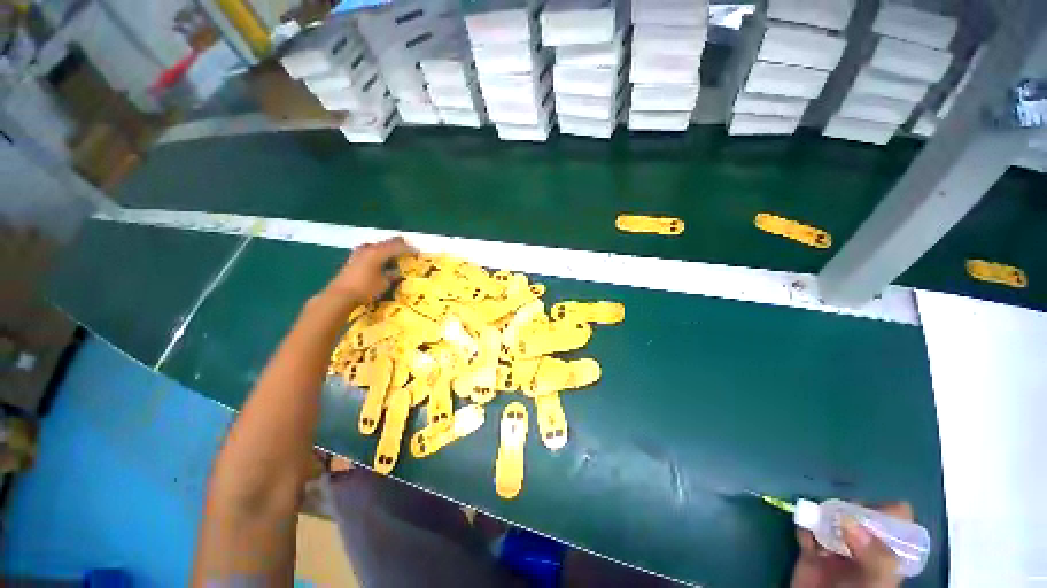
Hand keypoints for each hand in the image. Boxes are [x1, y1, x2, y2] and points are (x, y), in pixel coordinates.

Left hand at [324, 237, 414, 302]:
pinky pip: (370, 251)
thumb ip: (393, 275)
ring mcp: (359, 252)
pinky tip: (381, 261)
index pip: (397, 246)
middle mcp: (369, 249)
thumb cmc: (366, 289)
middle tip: (408, 251)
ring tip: (396, 256)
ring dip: (387, 249)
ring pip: (378, 246)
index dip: (408, 249)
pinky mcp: (353, 259)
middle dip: (398, 246)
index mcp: (378, 252)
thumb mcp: (384, 283)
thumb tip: (398, 272)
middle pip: (387, 242)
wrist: (340, 295)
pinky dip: (379, 253)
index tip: (417, 252)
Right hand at [790, 502, 911, 587]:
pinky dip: (804, 525)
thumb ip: (875, 556)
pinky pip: (805, 528)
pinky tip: (805, 535)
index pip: (896, 519)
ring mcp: (836, 548)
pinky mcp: (810, 550)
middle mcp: (864, 546)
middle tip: (839, 517)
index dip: (884, 510)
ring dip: (822, 514)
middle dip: (848, 510)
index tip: (867, 511)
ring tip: (818, 524)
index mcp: (887, 553)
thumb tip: (850, 519)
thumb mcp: (875, 583)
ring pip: (831, 517)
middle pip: (860, 514)